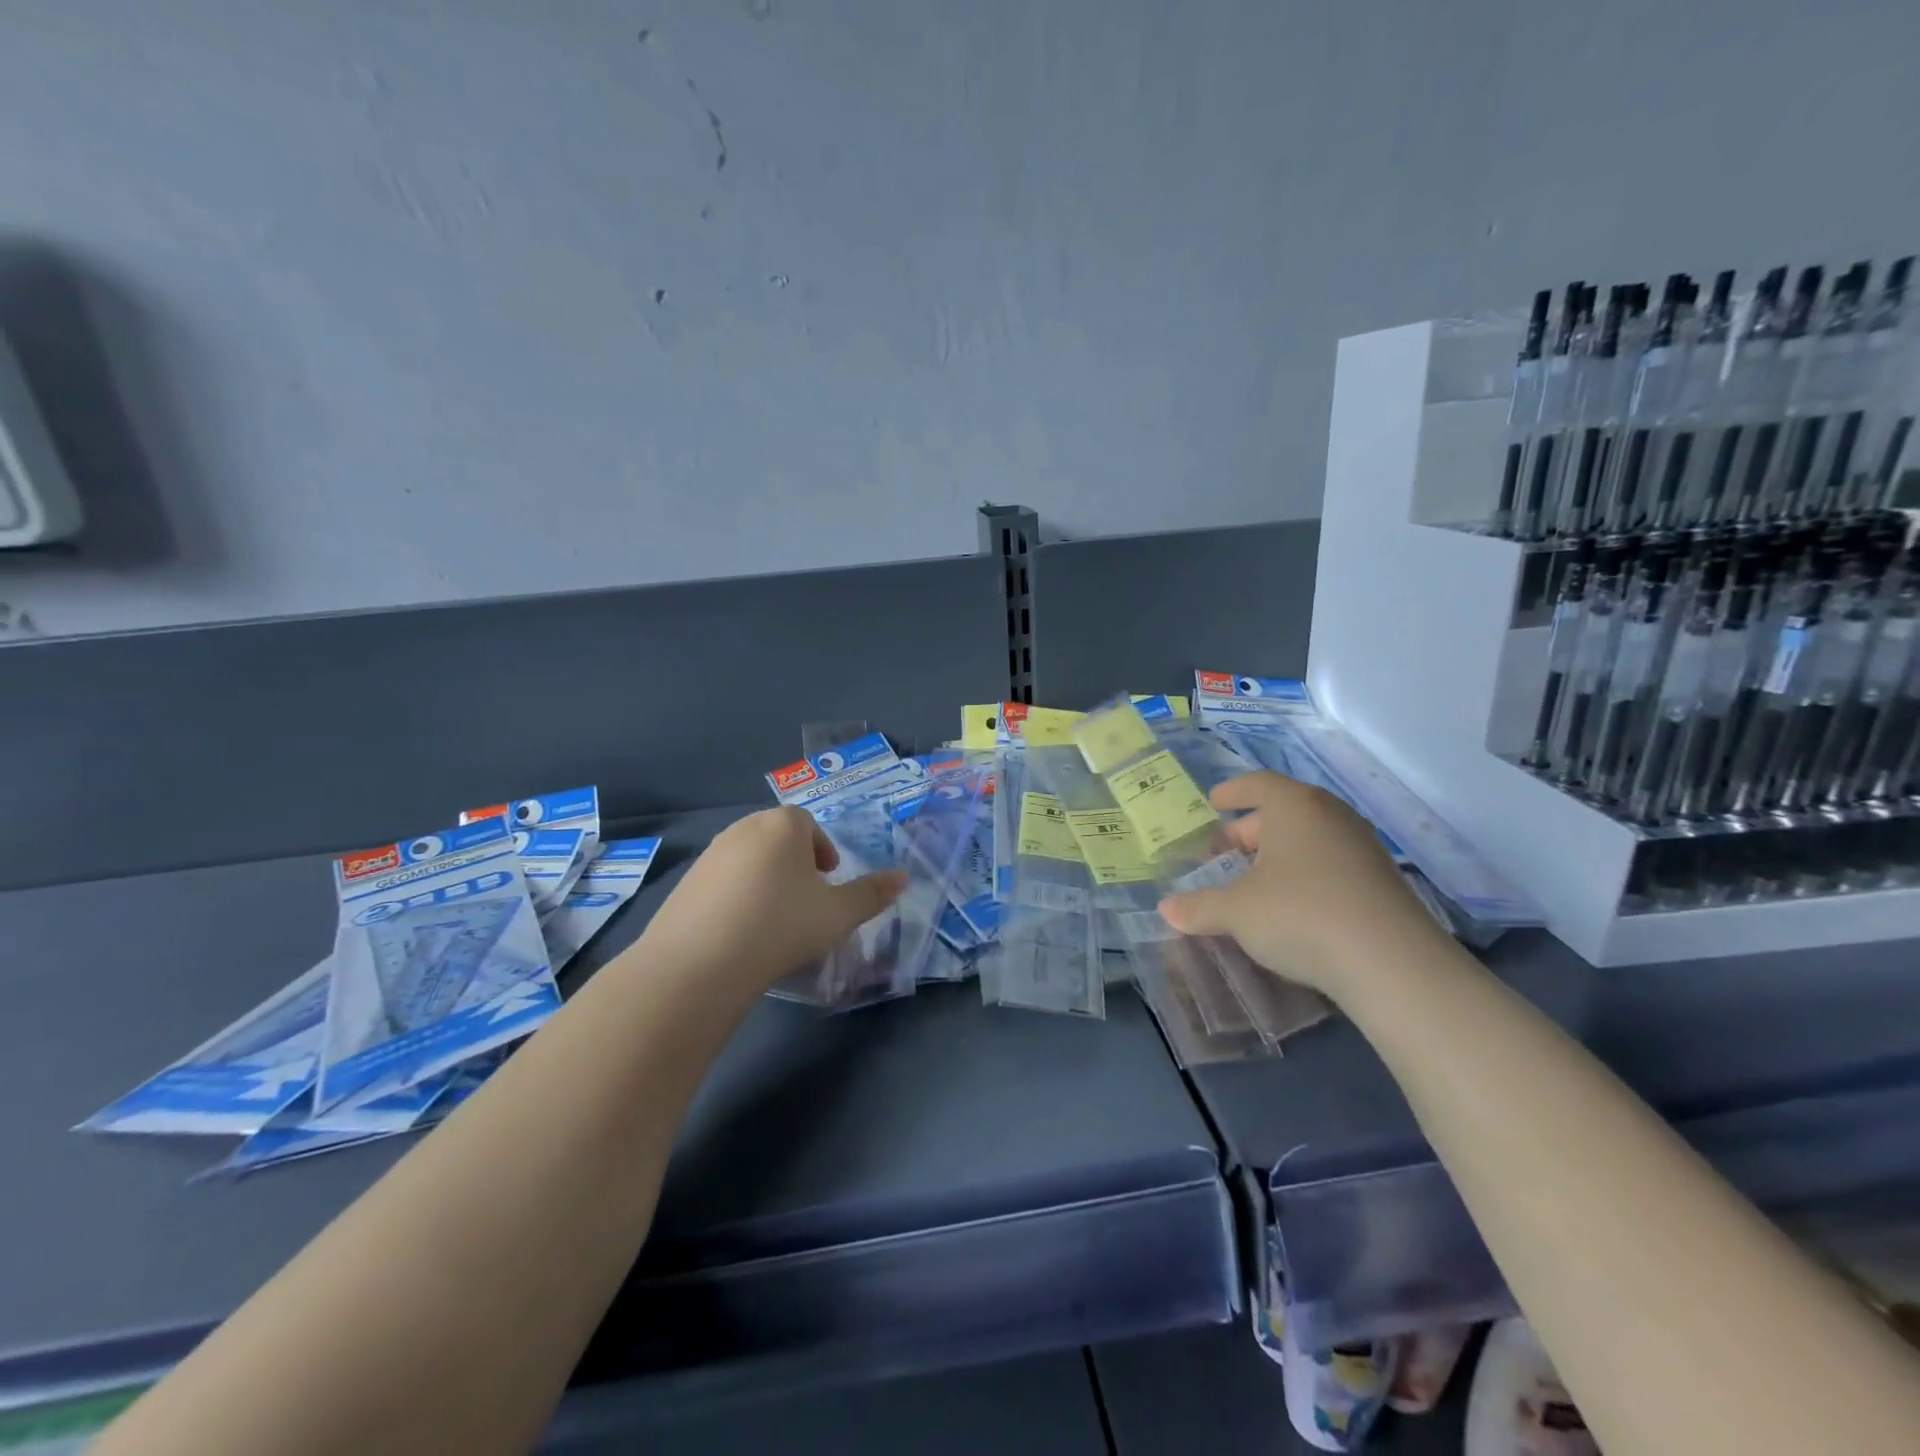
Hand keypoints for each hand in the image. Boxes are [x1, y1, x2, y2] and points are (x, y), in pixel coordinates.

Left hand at [637, 807, 905, 998]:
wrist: (699, 962)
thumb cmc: (780, 926)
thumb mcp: (837, 914)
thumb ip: (872, 894)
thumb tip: (903, 877)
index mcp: (783, 825)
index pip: (808, 825)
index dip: (823, 852)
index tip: (828, 881)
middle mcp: (744, 828)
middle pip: (778, 838)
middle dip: (796, 863)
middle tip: (807, 901)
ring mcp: (711, 853)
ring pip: (750, 858)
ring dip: (767, 879)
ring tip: (775, 919)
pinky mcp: (686, 882)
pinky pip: (723, 880)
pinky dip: (737, 896)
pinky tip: (741, 931)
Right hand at [1157, 771, 1449, 1003]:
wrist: (1391, 963)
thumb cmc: (1300, 914)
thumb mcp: (1237, 911)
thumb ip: (1199, 907)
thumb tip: (1166, 909)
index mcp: (1294, 806)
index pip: (1258, 784)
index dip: (1232, 792)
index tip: (1214, 801)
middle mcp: (1330, 815)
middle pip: (1281, 812)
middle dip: (1248, 832)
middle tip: (1221, 855)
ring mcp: (1361, 847)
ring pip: (1307, 839)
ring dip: (1276, 855)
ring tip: (1251, 882)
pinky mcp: (1380, 881)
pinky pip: (1329, 863)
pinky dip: (1303, 874)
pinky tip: (1289, 905)